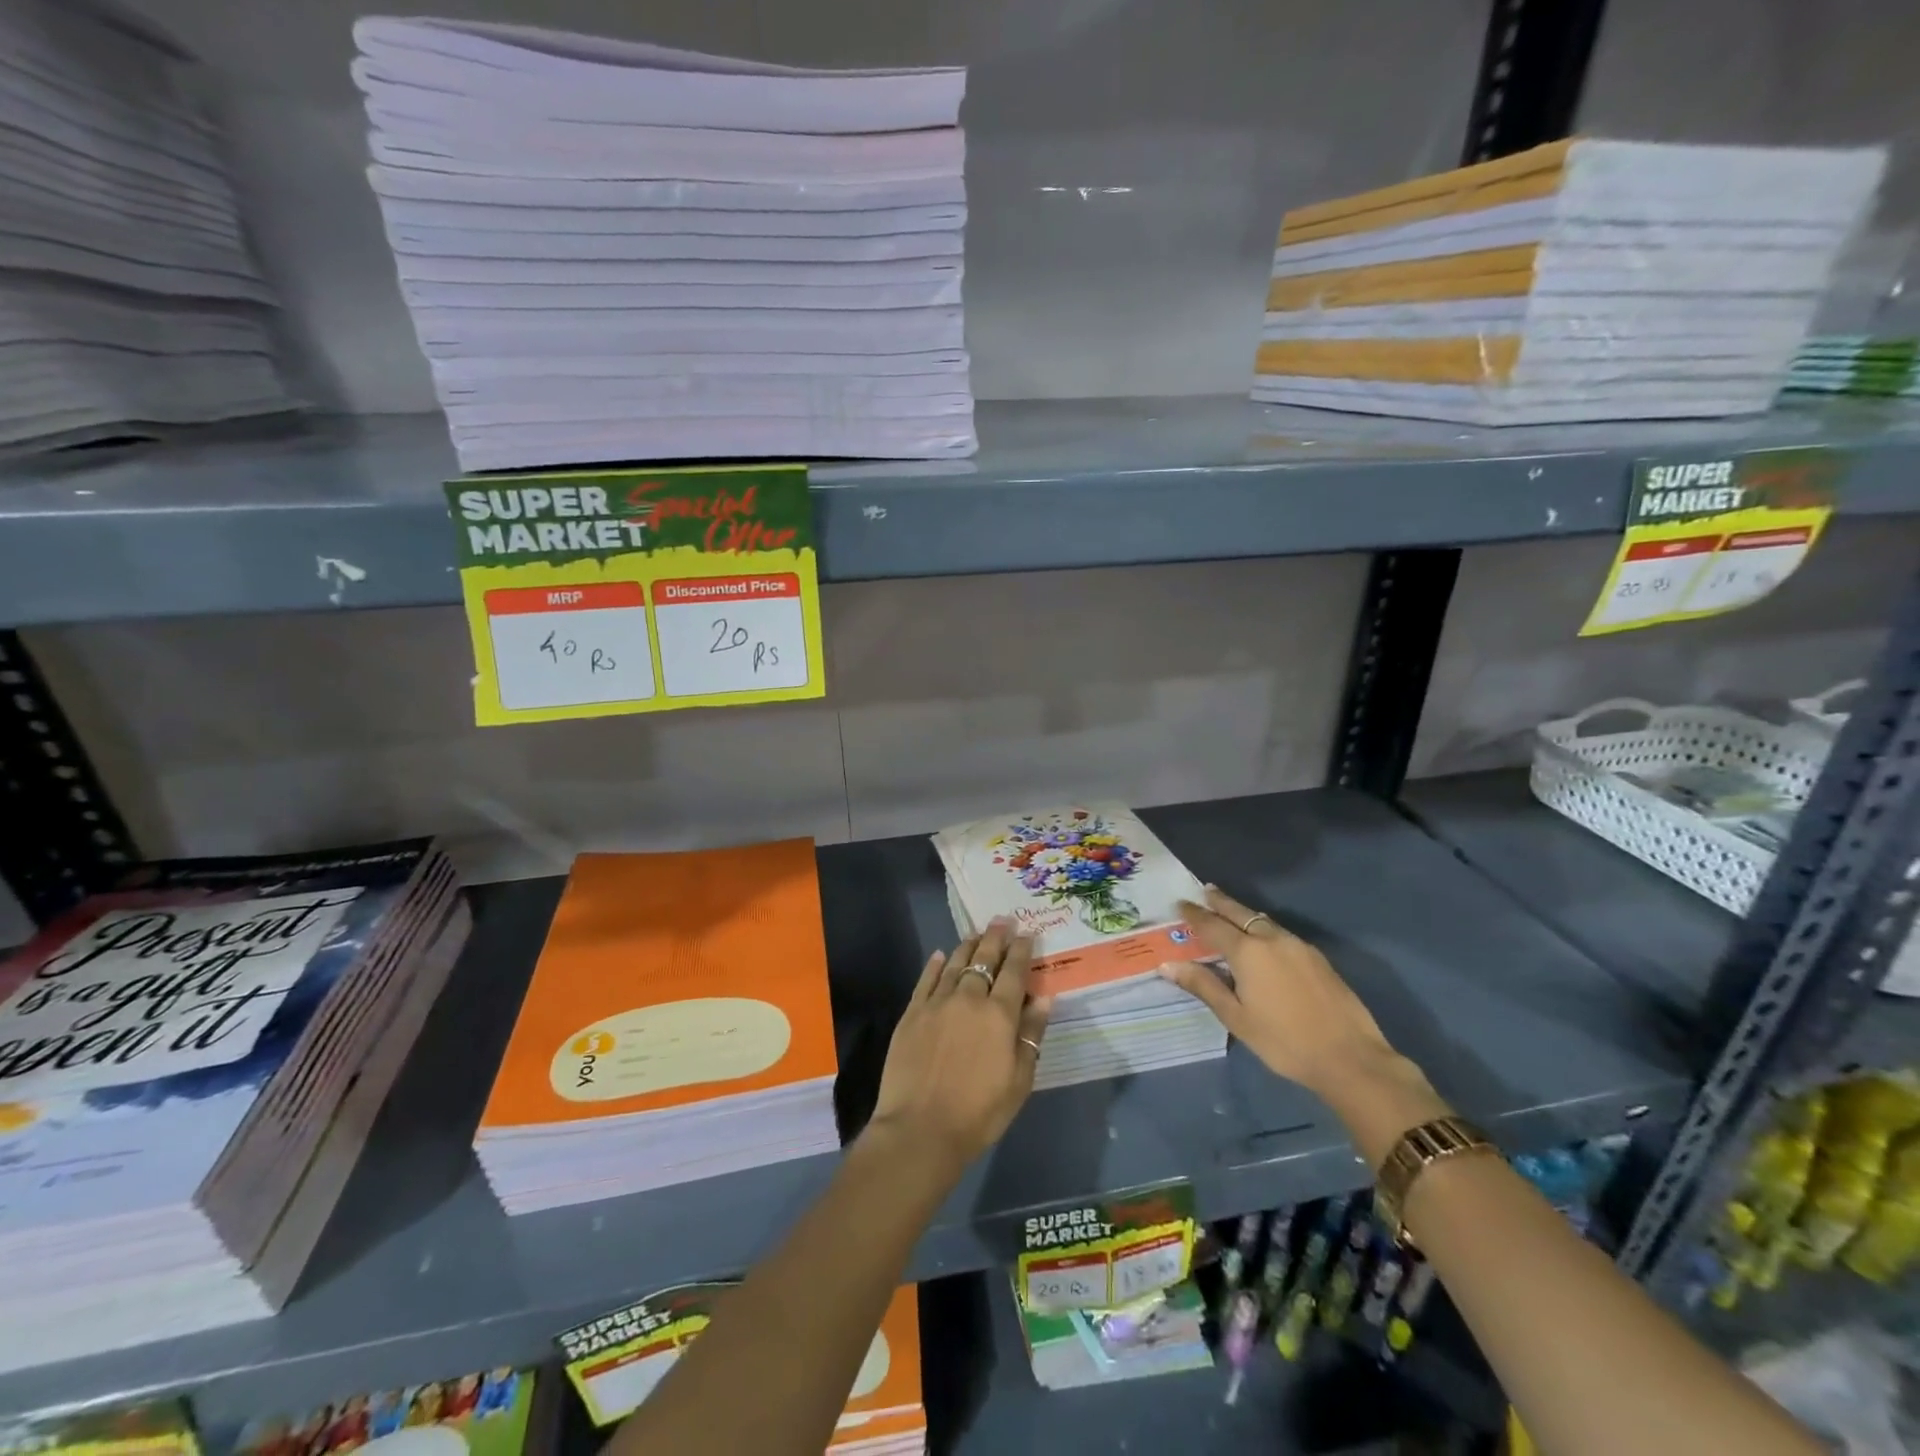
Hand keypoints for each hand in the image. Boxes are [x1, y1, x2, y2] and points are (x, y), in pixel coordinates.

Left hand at [869, 920, 1052, 1169]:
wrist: (921, 1128)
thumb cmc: (979, 1111)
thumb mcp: (1019, 1080)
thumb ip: (1031, 1035)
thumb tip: (1043, 999)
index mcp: (999, 1014)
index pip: (1014, 971)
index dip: (1021, 950)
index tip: (1027, 933)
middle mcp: (968, 998)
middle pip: (984, 959)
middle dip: (996, 937)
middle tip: (1002, 920)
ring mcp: (936, 1003)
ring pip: (954, 963)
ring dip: (968, 946)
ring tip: (976, 934)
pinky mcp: (912, 1013)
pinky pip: (926, 979)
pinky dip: (934, 964)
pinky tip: (939, 956)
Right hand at [1158, 885, 1405, 1100]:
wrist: (1350, 1057)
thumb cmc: (1284, 1041)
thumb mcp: (1236, 1017)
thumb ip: (1203, 986)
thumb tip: (1169, 965)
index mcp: (1248, 951)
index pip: (1212, 925)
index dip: (1194, 915)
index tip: (1180, 904)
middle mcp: (1272, 939)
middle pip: (1240, 913)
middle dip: (1220, 902)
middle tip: (1205, 891)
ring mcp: (1298, 946)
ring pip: (1263, 921)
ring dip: (1243, 913)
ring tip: (1230, 911)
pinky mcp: (1317, 958)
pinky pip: (1280, 933)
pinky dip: (1263, 928)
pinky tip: (1262, 938)